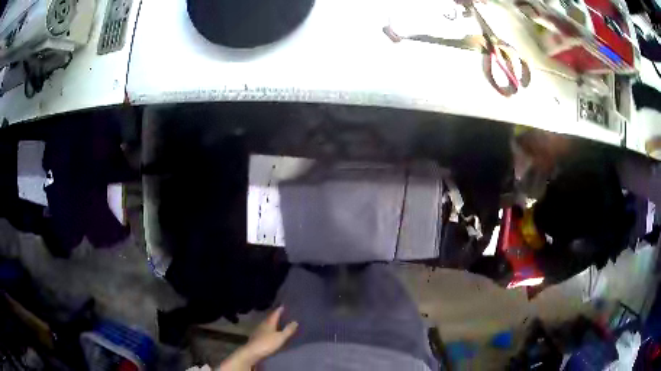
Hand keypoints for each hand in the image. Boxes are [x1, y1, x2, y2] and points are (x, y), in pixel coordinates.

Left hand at [219, 306, 297, 370]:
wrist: (253, 352)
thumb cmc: (267, 343)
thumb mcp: (281, 337)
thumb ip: (288, 330)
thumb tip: (295, 321)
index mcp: (269, 322)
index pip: (275, 313)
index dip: (279, 310)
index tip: (283, 305)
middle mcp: (263, 324)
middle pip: (270, 318)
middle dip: (276, 316)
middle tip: (282, 313)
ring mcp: (258, 330)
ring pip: (267, 324)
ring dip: (272, 323)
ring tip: (278, 323)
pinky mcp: (256, 337)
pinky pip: (264, 330)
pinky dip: (269, 329)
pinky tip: (271, 332)